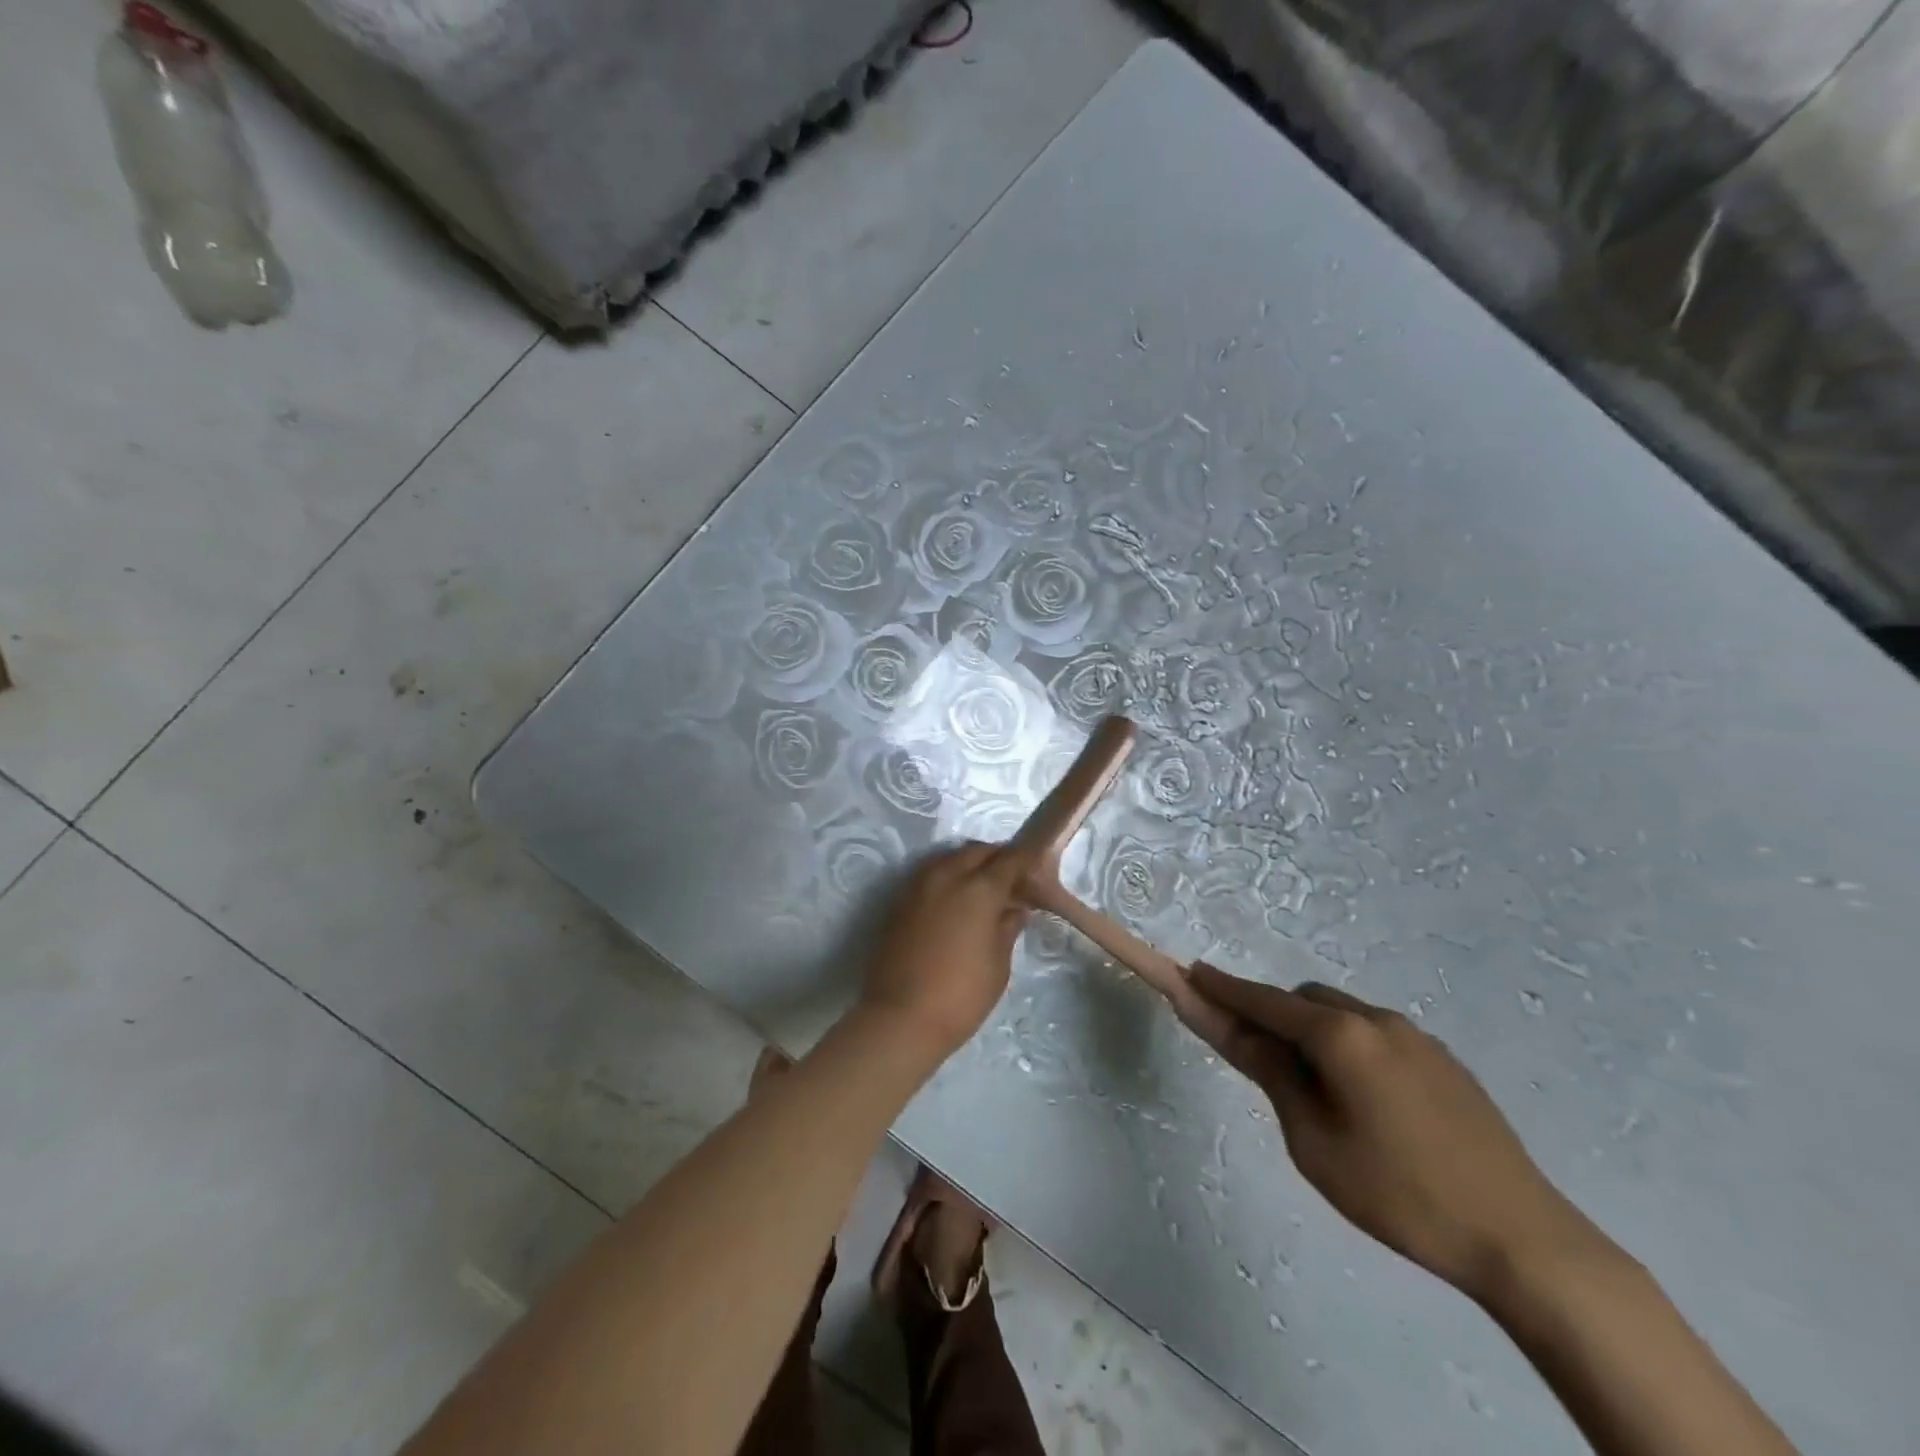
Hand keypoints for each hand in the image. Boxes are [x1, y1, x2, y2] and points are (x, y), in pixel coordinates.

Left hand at [860, 842, 1029, 1059]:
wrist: (900, 1018)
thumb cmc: (961, 996)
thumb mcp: (998, 965)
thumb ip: (1007, 929)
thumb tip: (1015, 909)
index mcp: (979, 889)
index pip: (1010, 860)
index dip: (1025, 860)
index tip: (1036, 866)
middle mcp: (947, 876)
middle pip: (976, 851)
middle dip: (996, 858)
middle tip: (1011, 878)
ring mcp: (918, 885)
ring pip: (949, 858)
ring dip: (969, 863)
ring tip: (982, 887)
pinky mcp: (899, 900)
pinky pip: (929, 874)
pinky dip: (946, 876)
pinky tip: (954, 899)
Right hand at [1185, 966, 1601, 1301]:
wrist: (1523, 1239)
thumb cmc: (1399, 1194)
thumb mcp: (1314, 1141)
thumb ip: (1271, 1074)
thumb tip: (1232, 1028)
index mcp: (1340, 1035)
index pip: (1265, 1001)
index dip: (1224, 988)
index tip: (1191, 973)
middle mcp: (1377, 1019)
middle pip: (1304, 1000)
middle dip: (1273, 1016)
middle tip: (1259, 1061)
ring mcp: (1416, 1036)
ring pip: (1343, 1014)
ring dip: (1314, 1031)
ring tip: (1317, 1092)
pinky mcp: (1445, 1060)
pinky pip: (1377, 1035)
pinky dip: (1350, 1046)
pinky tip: (1366, 1101)